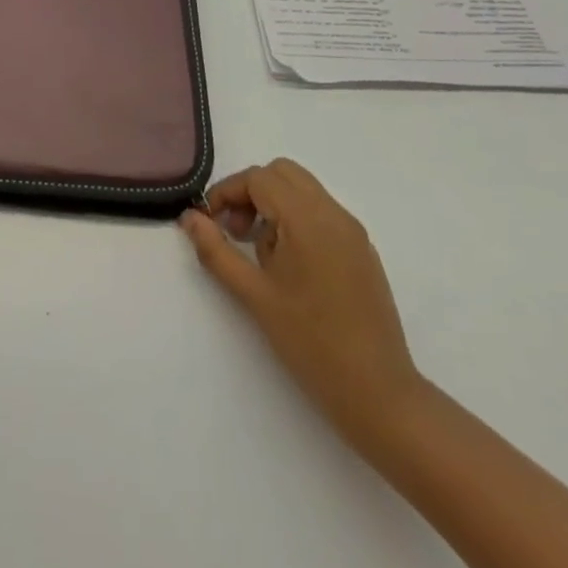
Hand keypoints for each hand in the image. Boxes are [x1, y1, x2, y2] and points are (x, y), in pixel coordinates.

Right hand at [181, 159, 423, 445]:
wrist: (378, 393)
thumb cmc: (310, 342)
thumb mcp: (253, 295)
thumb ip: (216, 251)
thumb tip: (189, 218)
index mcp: (308, 219)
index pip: (259, 179)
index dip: (227, 192)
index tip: (210, 222)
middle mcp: (334, 214)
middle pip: (283, 174)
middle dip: (251, 192)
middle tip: (235, 232)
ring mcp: (353, 231)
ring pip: (303, 190)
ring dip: (273, 205)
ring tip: (260, 254)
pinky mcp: (363, 250)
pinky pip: (322, 213)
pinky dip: (296, 220)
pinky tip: (289, 267)